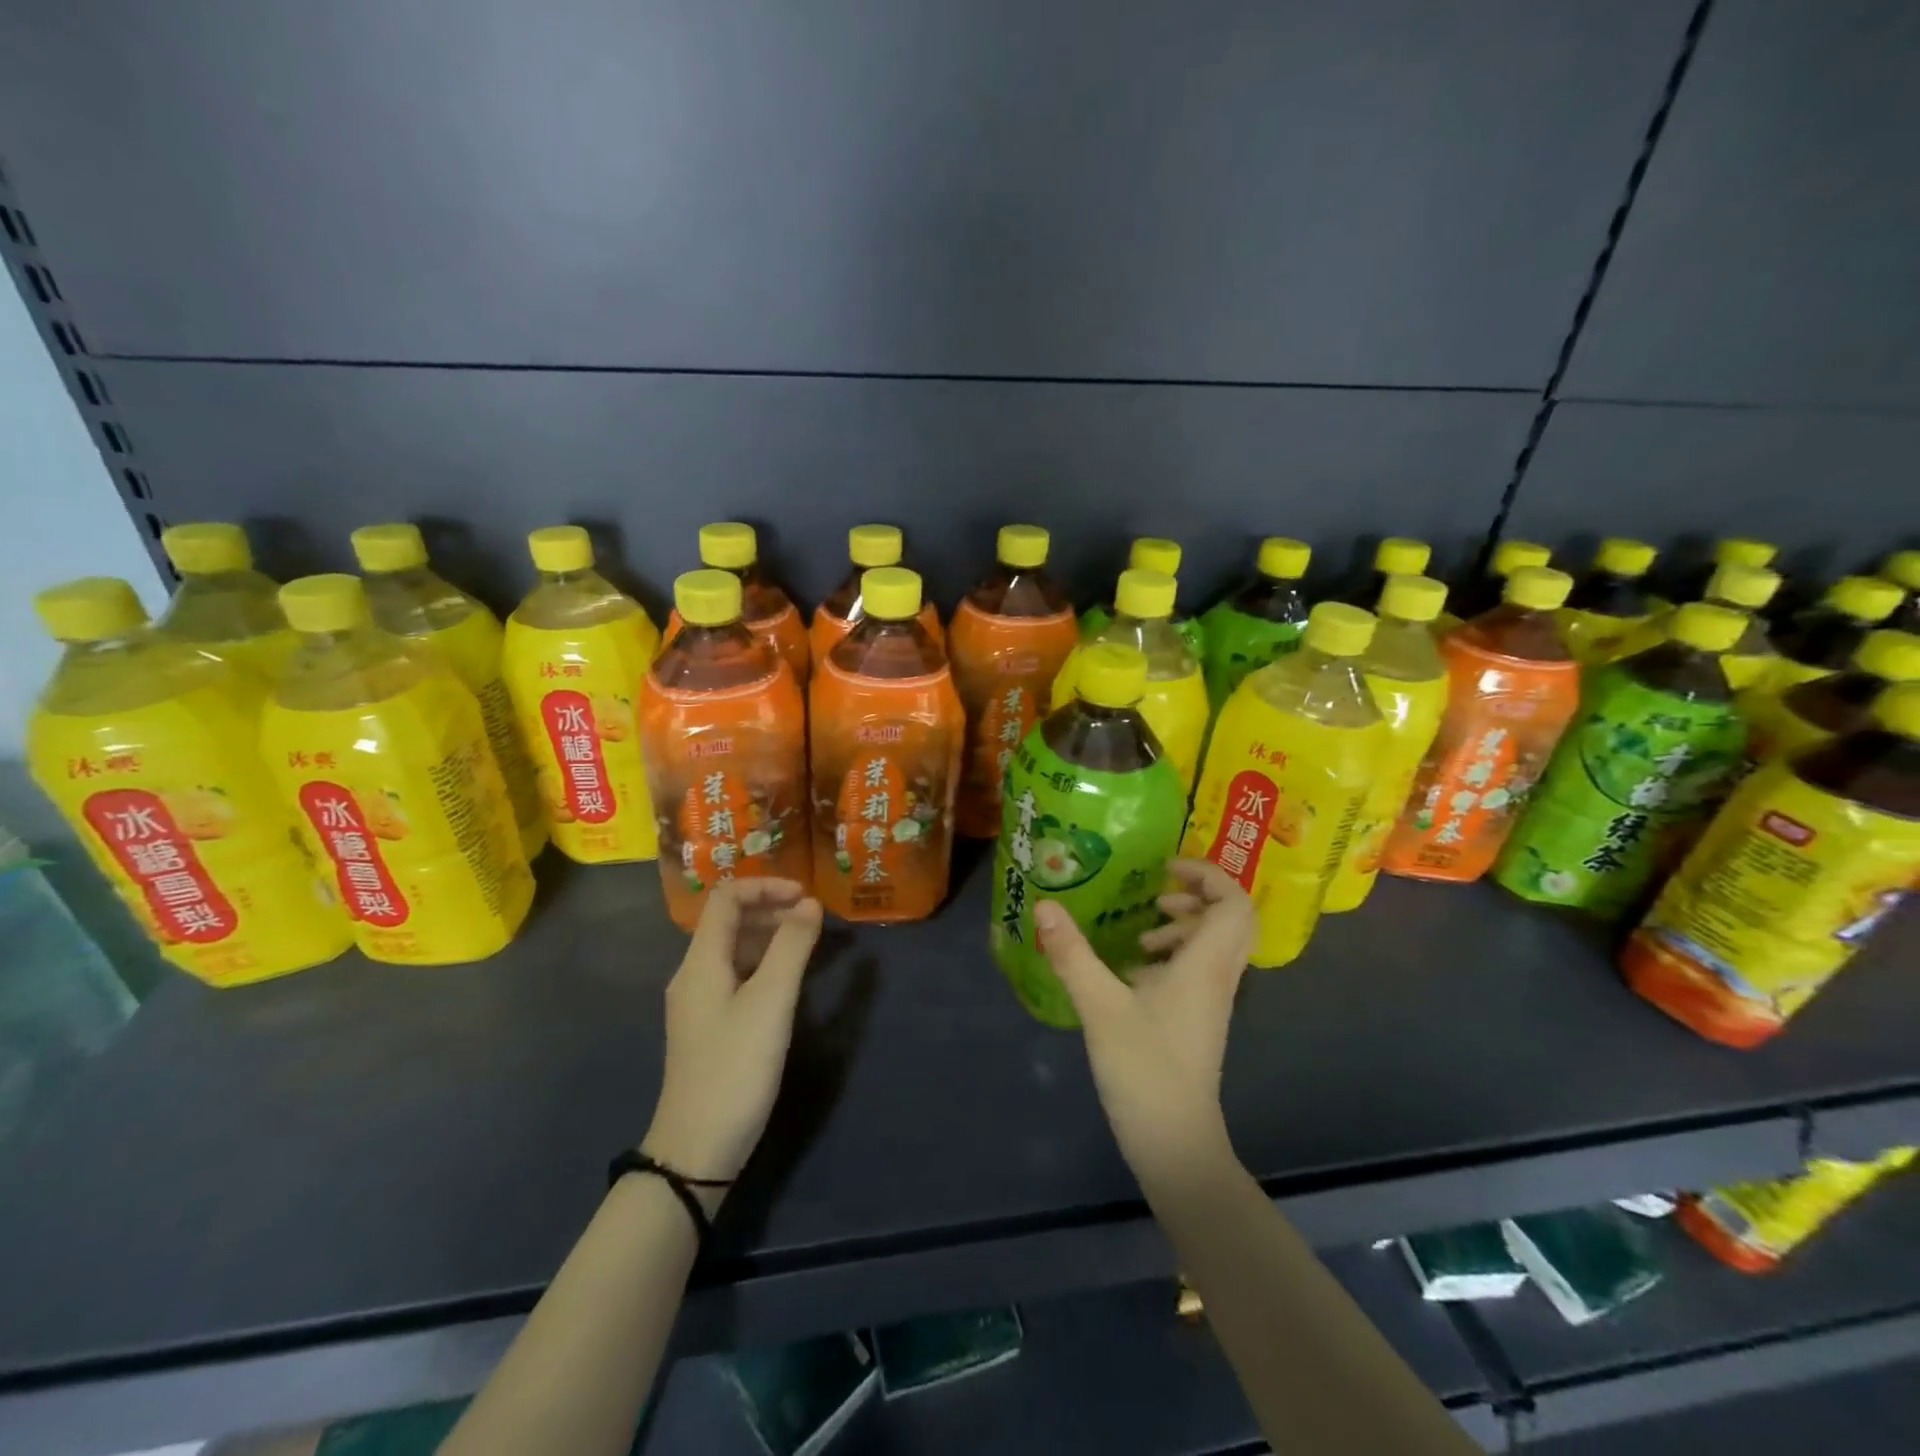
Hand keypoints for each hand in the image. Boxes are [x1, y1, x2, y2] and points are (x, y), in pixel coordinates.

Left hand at [642, 879, 823, 1201]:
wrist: (696, 1151)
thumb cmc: (735, 1068)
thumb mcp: (771, 1002)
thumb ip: (792, 947)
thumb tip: (810, 903)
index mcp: (701, 961)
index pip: (727, 898)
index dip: (766, 886)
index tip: (807, 896)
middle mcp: (694, 974)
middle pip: (730, 921)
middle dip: (773, 910)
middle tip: (815, 921)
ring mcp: (700, 1002)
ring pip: (735, 950)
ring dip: (771, 937)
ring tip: (810, 946)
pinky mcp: (710, 1027)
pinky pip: (737, 977)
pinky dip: (765, 965)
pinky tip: (790, 983)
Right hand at [1035, 858, 1254, 1189]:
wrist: (1175, 1142)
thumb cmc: (1144, 1070)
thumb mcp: (1100, 1006)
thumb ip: (1073, 954)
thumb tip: (1045, 906)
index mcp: (1205, 966)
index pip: (1234, 904)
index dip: (1208, 875)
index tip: (1166, 869)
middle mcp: (1218, 977)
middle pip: (1233, 920)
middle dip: (1199, 895)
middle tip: (1158, 893)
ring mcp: (1212, 1001)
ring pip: (1217, 945)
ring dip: (1185, 926)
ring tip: (1142, 932)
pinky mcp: (1199, 1020)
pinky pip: (1200, 969)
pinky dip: (1175, 955)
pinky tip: (1134, 971)